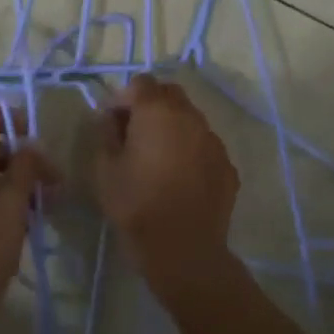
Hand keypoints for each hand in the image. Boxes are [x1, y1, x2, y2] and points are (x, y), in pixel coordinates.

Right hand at [94, 74, 238, 284]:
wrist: (184, 251)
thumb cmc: (136, 205)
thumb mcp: (105, 168)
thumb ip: (106, 133)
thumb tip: (111, 118)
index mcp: (157, 112)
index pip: (140, 83)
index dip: (123, 98)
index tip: (111, 121)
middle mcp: (190, 117)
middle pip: (169, 94)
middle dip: (150, 105)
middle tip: (133, 132)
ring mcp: (213, 141)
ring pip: (190, 119)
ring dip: (172, 126)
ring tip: (157, 156)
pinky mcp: (227, 166)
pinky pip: (205, 145)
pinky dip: (190, 150)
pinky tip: (179, 176)